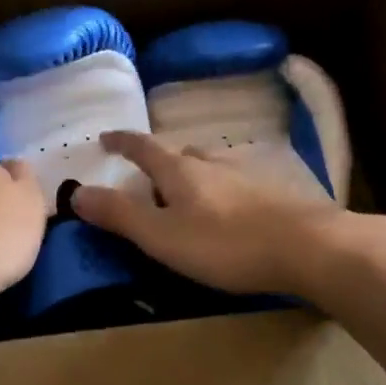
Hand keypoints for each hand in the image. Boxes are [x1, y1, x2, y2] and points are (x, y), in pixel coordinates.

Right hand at [70, 132, 353, 295]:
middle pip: (181, 154)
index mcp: (181, 170)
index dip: (122, 142)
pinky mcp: (276, 192)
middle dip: (161, 162)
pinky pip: (239, 183)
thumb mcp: (163, 236)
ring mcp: (249, 174)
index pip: (144, 147)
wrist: (309, 247)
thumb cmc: (226, 244)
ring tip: (190, 194)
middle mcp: (214, 163)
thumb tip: (76, 192)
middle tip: (149, 178)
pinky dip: (225, 190)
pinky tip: (233, 209)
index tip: (105, 137)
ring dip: (195, 175)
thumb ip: (120, 215)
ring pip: (213, 166)